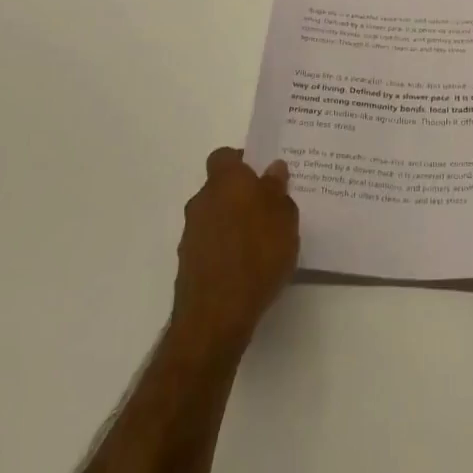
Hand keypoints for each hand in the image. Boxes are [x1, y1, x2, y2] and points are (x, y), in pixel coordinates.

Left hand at [170, 147, 299, 357]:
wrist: (216, 316)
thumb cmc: (258, 254)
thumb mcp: (284, 217)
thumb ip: (278, 189)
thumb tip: (273, 169)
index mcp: (225, 181)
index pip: (225, 156)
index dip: (243, 161)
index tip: (264, 175)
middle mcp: (202, 201)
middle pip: (221, 188)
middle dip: (242, 195)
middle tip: (270, 209)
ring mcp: (191, 234)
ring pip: (215, 217)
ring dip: (233, 223)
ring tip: (262, 243)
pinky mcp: (188, 264)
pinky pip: (211, 244)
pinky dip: (225, 249)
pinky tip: (247, 267)